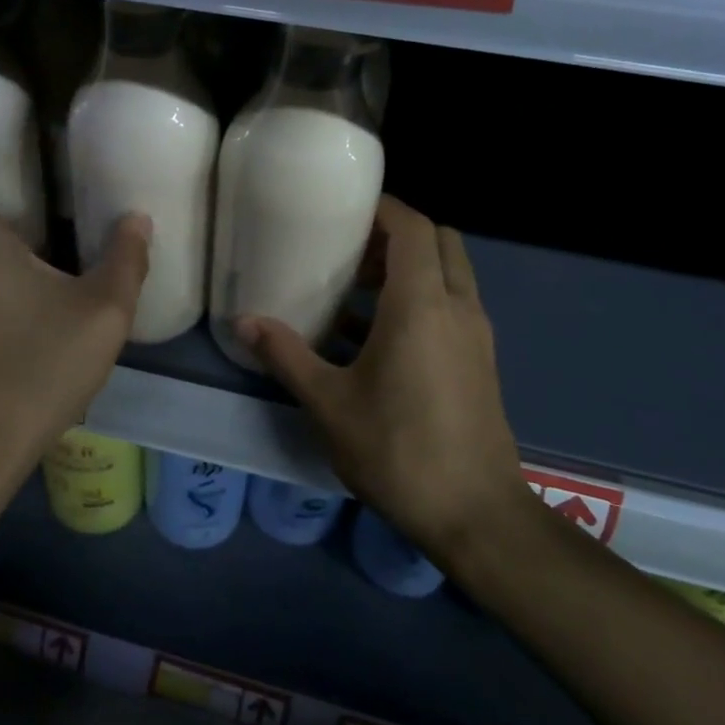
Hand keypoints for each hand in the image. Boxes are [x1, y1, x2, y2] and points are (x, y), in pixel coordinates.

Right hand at [240, 196, 535, 559]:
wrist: (476, 515)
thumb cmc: (398, 449)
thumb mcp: (329, 403)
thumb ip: (286, 355)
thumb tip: (243, 322)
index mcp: (422, 305)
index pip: (413, 228)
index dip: (383, 209)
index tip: (345, 209)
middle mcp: (458, 307)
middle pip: (440, 242)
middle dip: (398, 234)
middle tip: (352, 248)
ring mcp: (476, 335)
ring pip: (450, 274)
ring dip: (411, 268)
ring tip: (357, 286)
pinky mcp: (481, 361)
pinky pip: (453, 306)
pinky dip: (422, 300)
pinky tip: (376, 335)